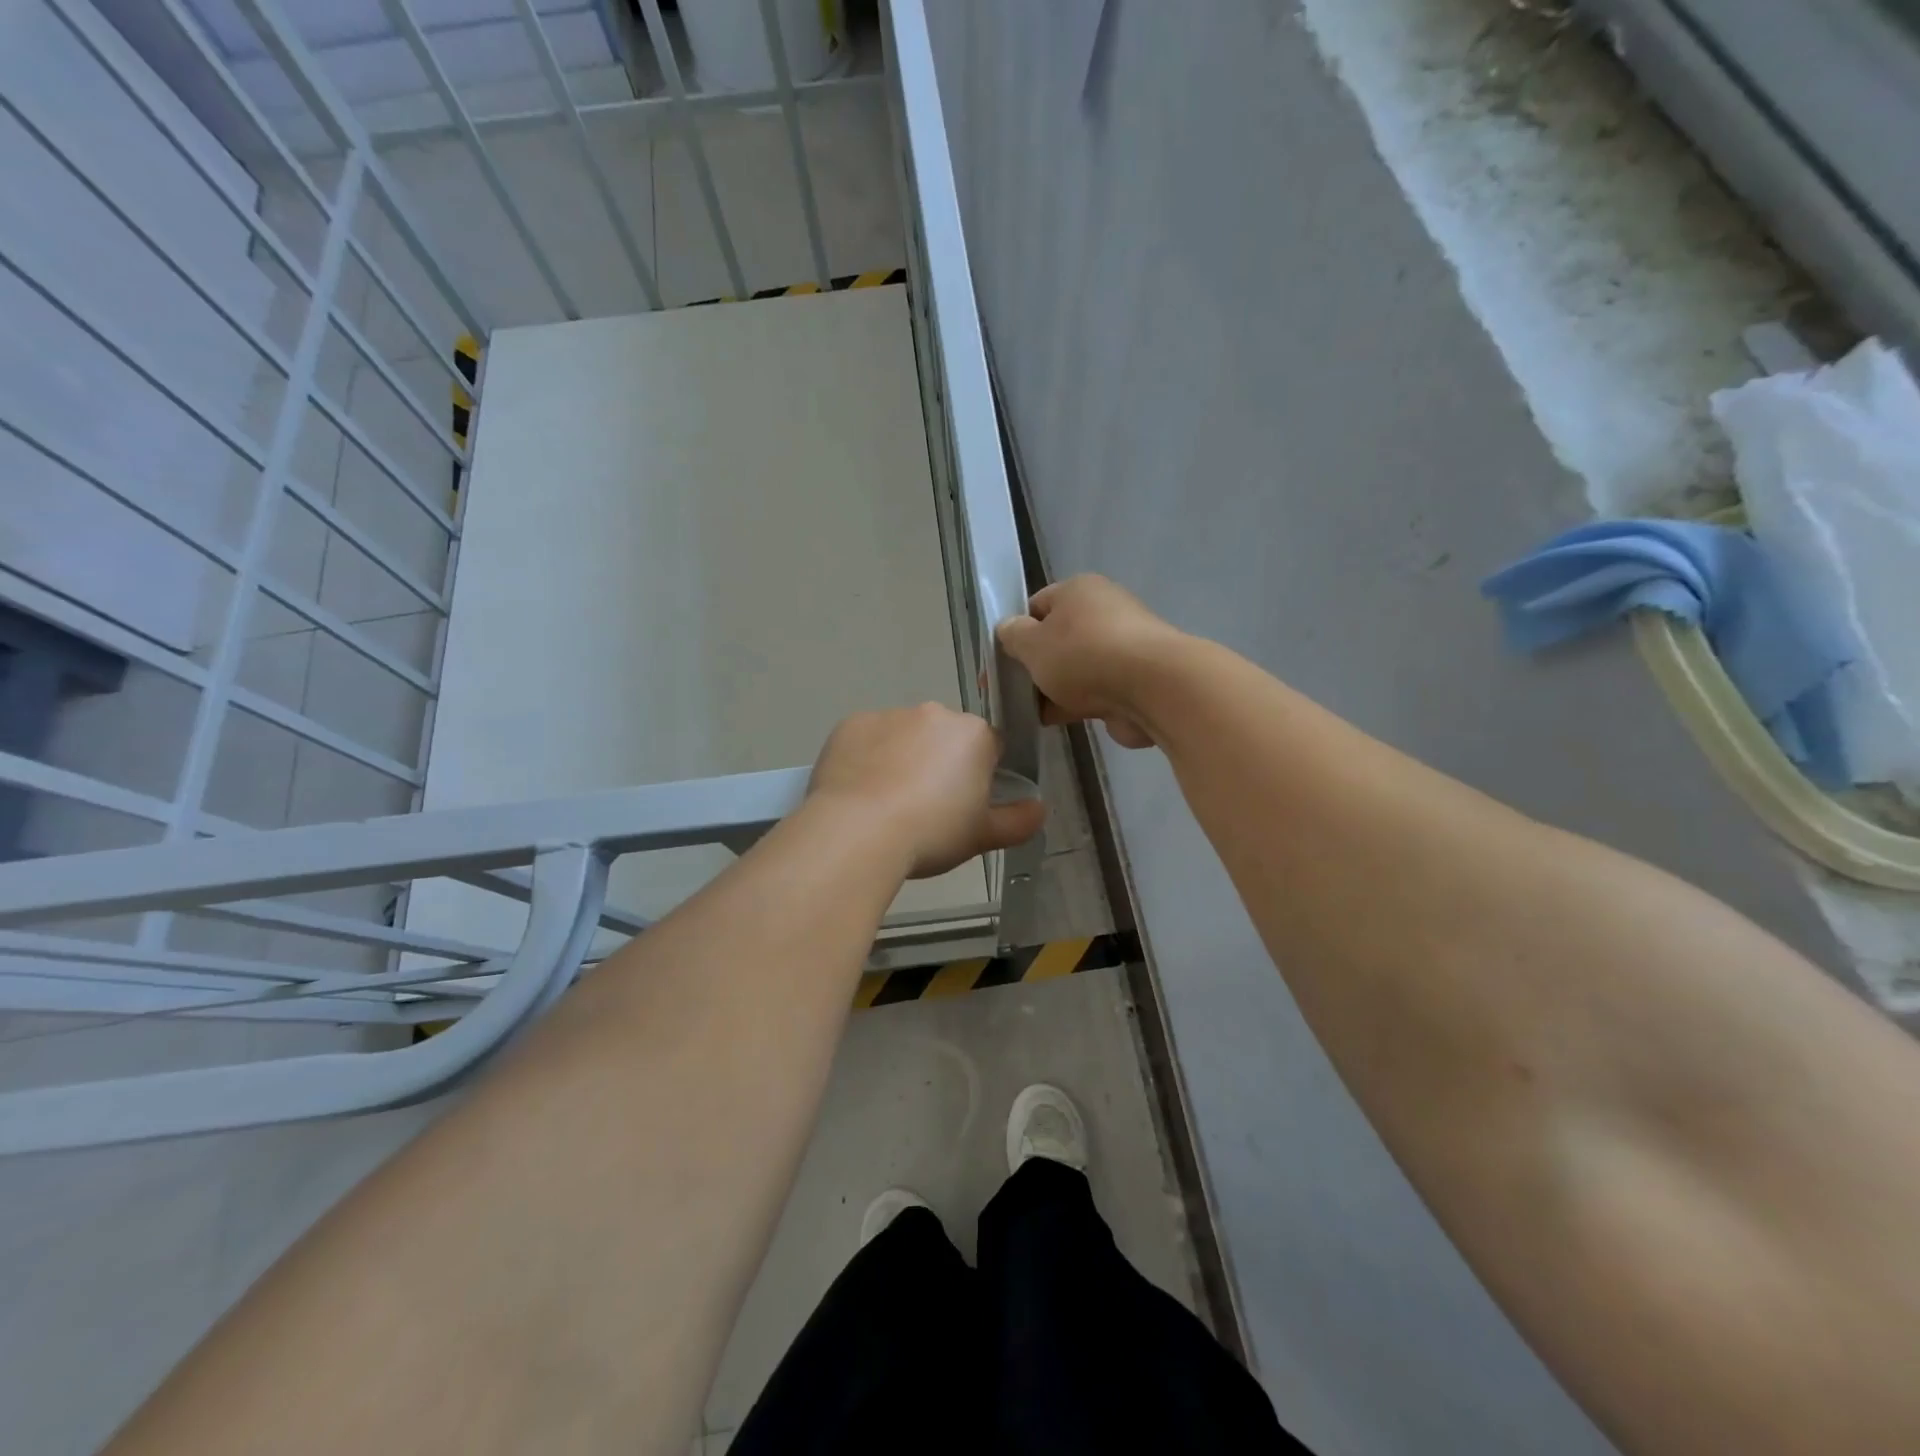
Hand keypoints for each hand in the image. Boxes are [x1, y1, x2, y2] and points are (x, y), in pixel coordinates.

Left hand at [808, 704, 1046, 878]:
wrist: (857, 832)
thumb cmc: (931, 833)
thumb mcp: (982, 837)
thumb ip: (1018, 821)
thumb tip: (1039, 809)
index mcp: (973, 734)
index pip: (990, 747)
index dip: (981, 775)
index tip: (965, 804)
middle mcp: (933, 713)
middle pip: (945, 737)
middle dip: (940, 762)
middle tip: (927, 807)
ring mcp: (888, 715)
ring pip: (905, 735)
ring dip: (903, 758)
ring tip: (887, 803)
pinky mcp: (851, 724)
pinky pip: (867, 739)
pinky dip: (867, 758)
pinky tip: (860, 792)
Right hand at [996, 575, 1183, 748]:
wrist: (1151, 688)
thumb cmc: (1083, 655)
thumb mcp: (1032, 643)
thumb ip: (1012, 636)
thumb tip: (1008, 630)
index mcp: (1078, 591)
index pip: (1037, 606)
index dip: (1015, 632)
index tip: (1000, 662)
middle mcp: (1103, 612)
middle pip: (1057, 639)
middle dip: (1034, 665)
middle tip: (1009, 690)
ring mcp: (1121, 648)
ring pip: (1074, 669)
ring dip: (1052, 688)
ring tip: (1026, 711)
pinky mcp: (1133, 680)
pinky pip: (1093, 691)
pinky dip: (1074, 704)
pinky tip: (1052, 721)